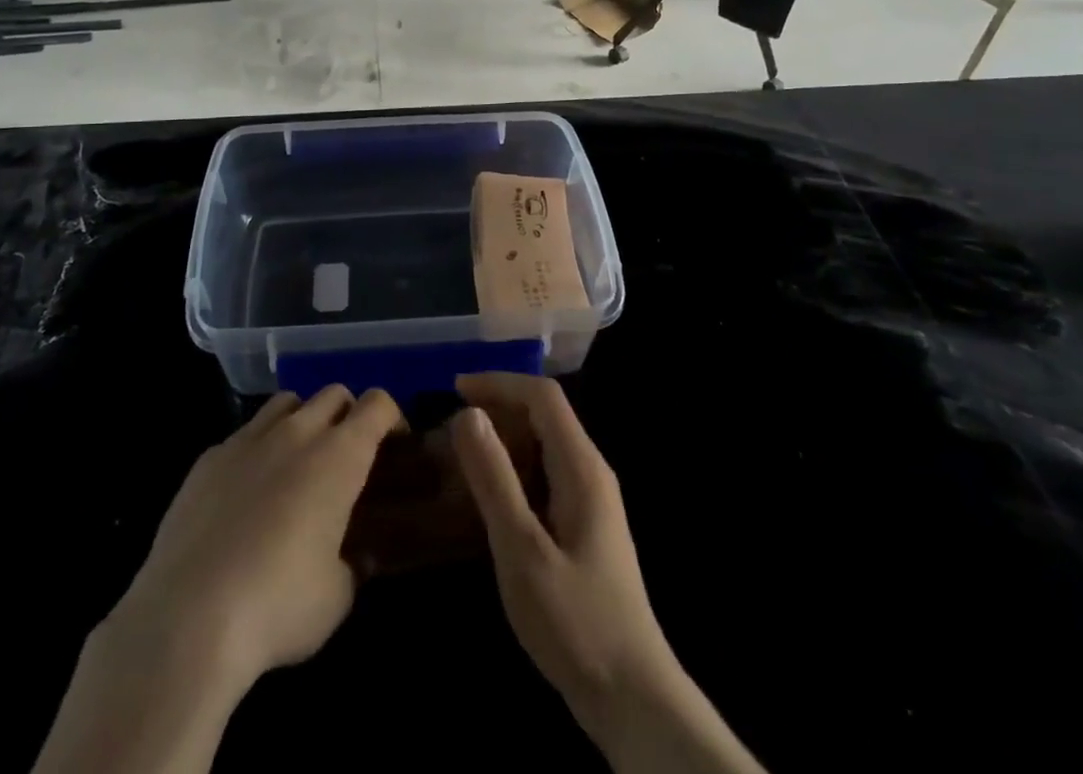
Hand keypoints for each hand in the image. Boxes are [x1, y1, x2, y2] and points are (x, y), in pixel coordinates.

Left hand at [115, 384, 405, 690]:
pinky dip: (256, 450)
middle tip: (347, 457)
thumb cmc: (278, 606)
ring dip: (302, 420)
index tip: (394, 446)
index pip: (377, 405)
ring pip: (286, 402)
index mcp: (338, 456)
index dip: (391, 418)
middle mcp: (296, 433)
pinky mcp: (208, 458)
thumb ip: (353, 566)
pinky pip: (243, 435)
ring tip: (297, 463)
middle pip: (333, 394)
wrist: (186, 619)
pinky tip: (246, 493)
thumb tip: (354, 557)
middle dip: (348, 415)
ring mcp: (247, 440)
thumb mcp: (336, 598)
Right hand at [449, 373, 670, 720]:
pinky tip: (487, 494)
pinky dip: (514, 469)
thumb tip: (468, 414)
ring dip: (504, 438)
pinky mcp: (584, 528)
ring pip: (544, 445)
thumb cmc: (575, 621)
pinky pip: (545, 475)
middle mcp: (591, 473)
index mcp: (582, 467)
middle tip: (449, 424)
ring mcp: (590, 501)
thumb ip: (495, 479)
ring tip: (459, 452)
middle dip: (498, 407)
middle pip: (545, 415)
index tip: (455, 389)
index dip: (499, 382)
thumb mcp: (523, 550)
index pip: (543, 396)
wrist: (633, 700)